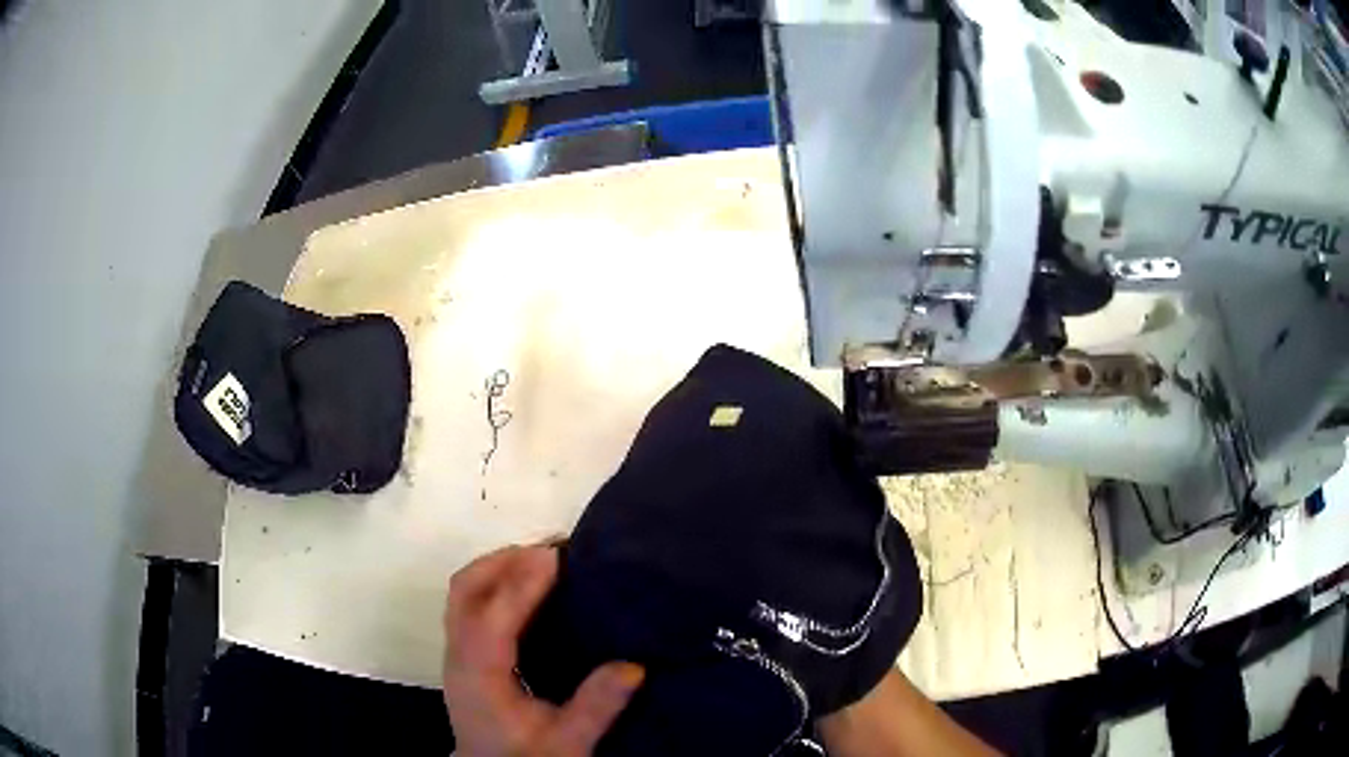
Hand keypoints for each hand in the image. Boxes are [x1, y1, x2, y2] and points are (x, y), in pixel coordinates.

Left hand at [443, 545, 644, 755]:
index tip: (556, 554)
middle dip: (505, 561)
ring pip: (463, 592)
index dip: (523, 582)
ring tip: (541, 558)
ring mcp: (456, 652)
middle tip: (553, 548)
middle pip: (466, 589)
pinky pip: (468, 603)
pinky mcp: (462, 655)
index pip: (494, 616)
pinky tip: (524, 586)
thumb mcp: (568, 742)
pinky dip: (493, 582)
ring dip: (497, 567)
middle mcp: (459, 655)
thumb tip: (634, 665)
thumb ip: (597, 706)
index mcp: (480, 674)